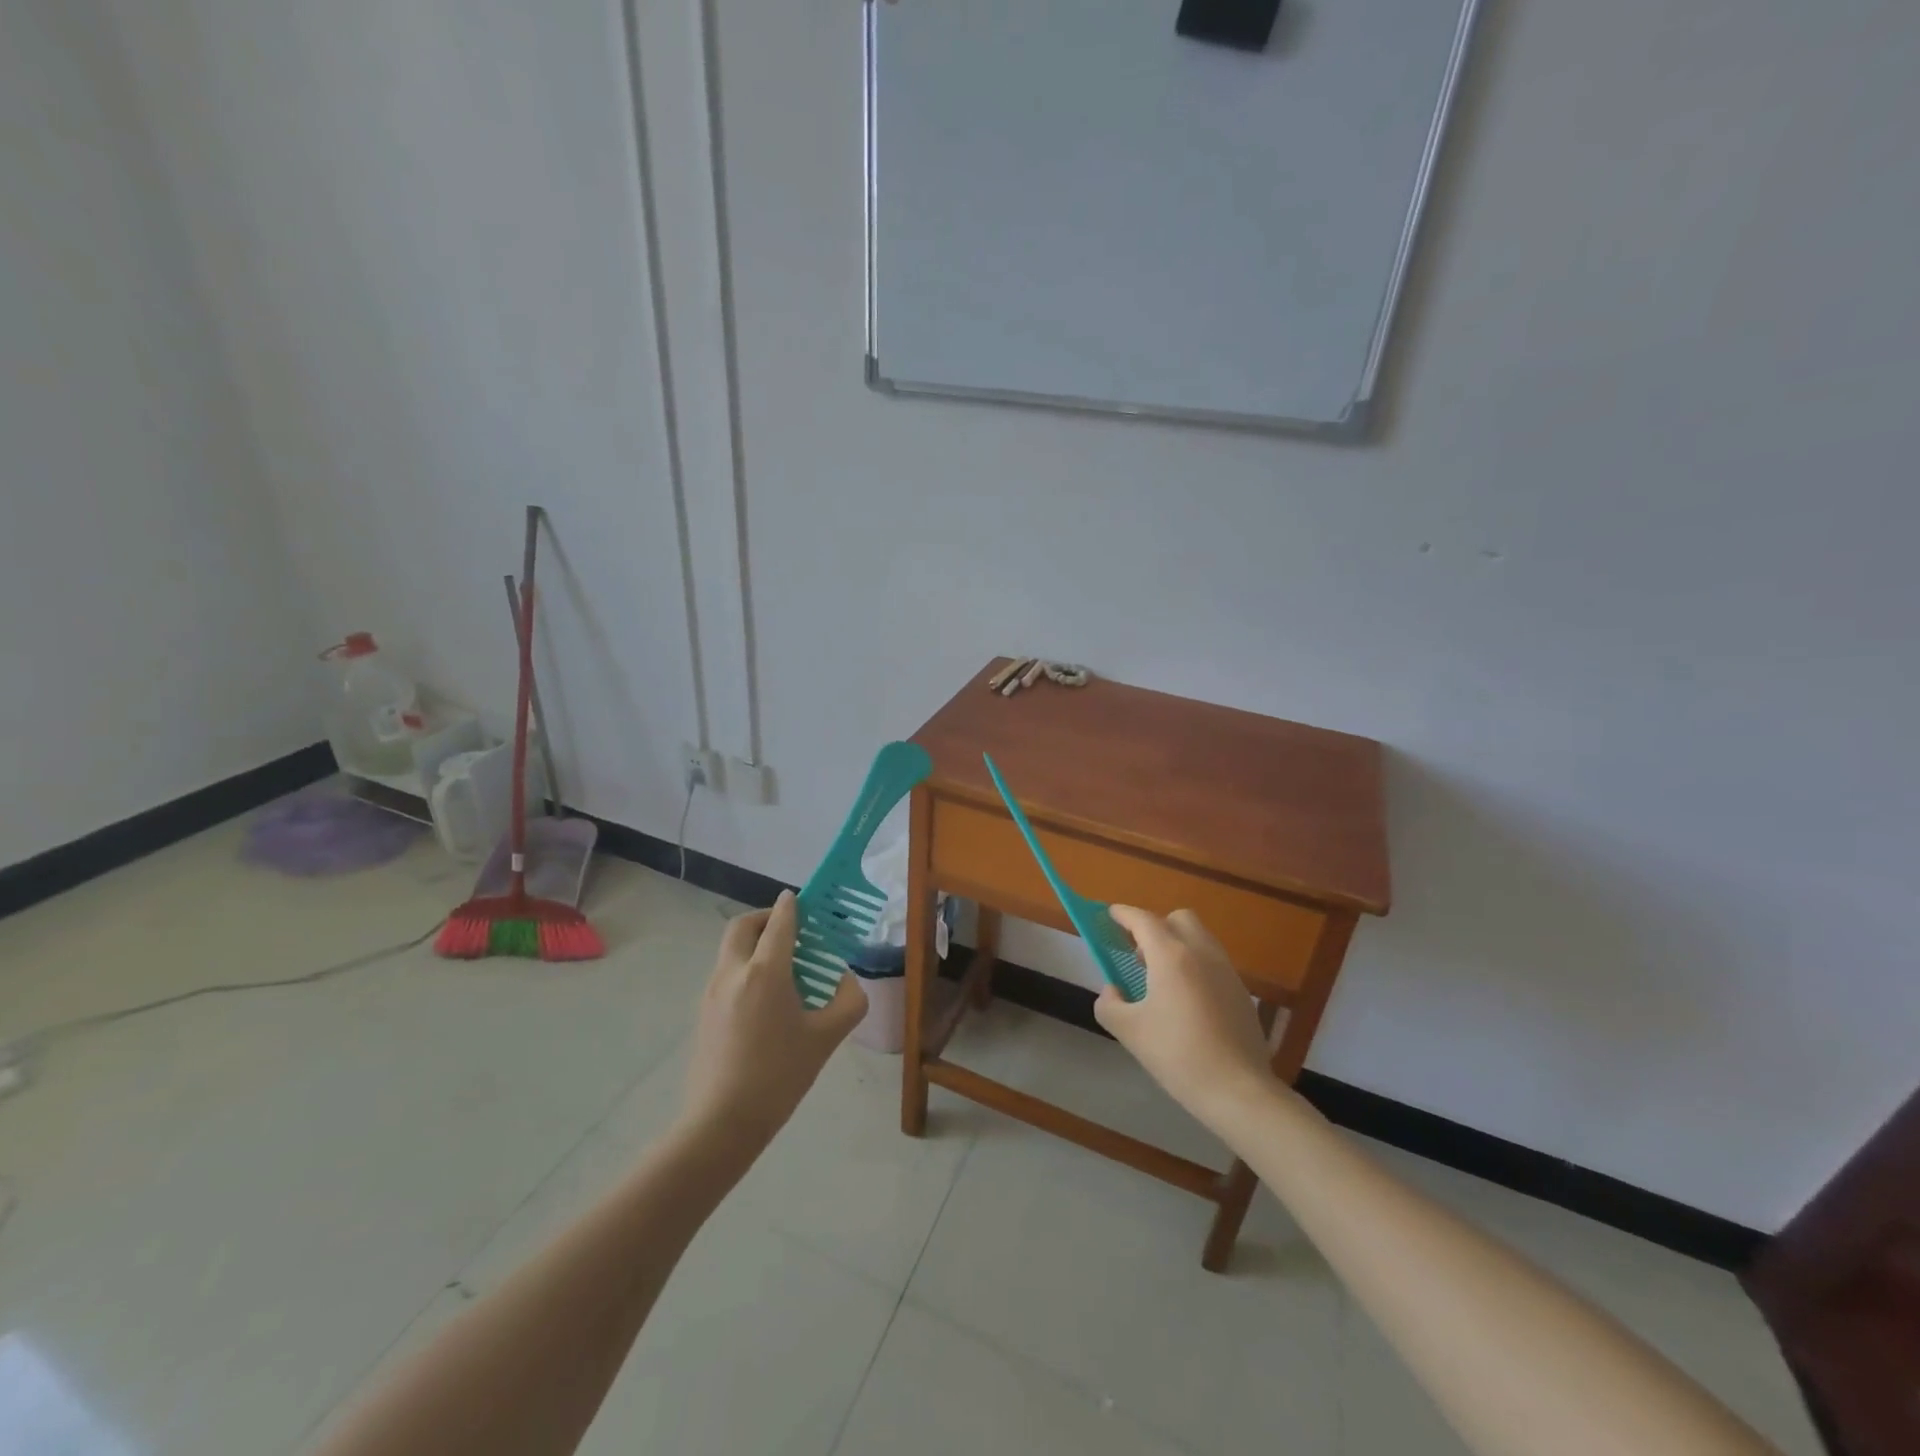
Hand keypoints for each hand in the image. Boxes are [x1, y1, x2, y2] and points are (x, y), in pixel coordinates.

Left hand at [681, 891, 868, 1146]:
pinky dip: (744, 966)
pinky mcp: (703, 1012)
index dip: (793, 906)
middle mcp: (733, 971)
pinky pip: (725, 972)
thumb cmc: (779, 1076)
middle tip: (789, 928)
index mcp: (765, 972)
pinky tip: (765, 998)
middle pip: (743, 926)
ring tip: (782, 965)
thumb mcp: (826, 1038)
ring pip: (731, 949)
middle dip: (765, 918)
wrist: (722, 1123)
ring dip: (754, 943)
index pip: (779, 922)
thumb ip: (848, 1002)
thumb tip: (847, 981)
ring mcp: (712, 992)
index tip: (803, 898)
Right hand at [1097, 906, 1276, 1124]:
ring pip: (1199, 939)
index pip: (1143, 920)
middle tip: (1138, 954)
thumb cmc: (1178, 1055)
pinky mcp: (1241, 991)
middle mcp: (1202, 953)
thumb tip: (1112, 991)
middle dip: (1156, 926)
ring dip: (1177, 945)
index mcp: (1171, 956)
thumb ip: (1110, 1004)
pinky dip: (1195, 966)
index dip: (1123, 914)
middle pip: (1178, 919)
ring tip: (1161, 980)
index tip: (1109, 914)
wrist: (1238, 1090)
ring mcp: (1226, 971)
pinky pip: (1213, 962)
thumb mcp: (1129, 1031)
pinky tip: (1186, 1001)